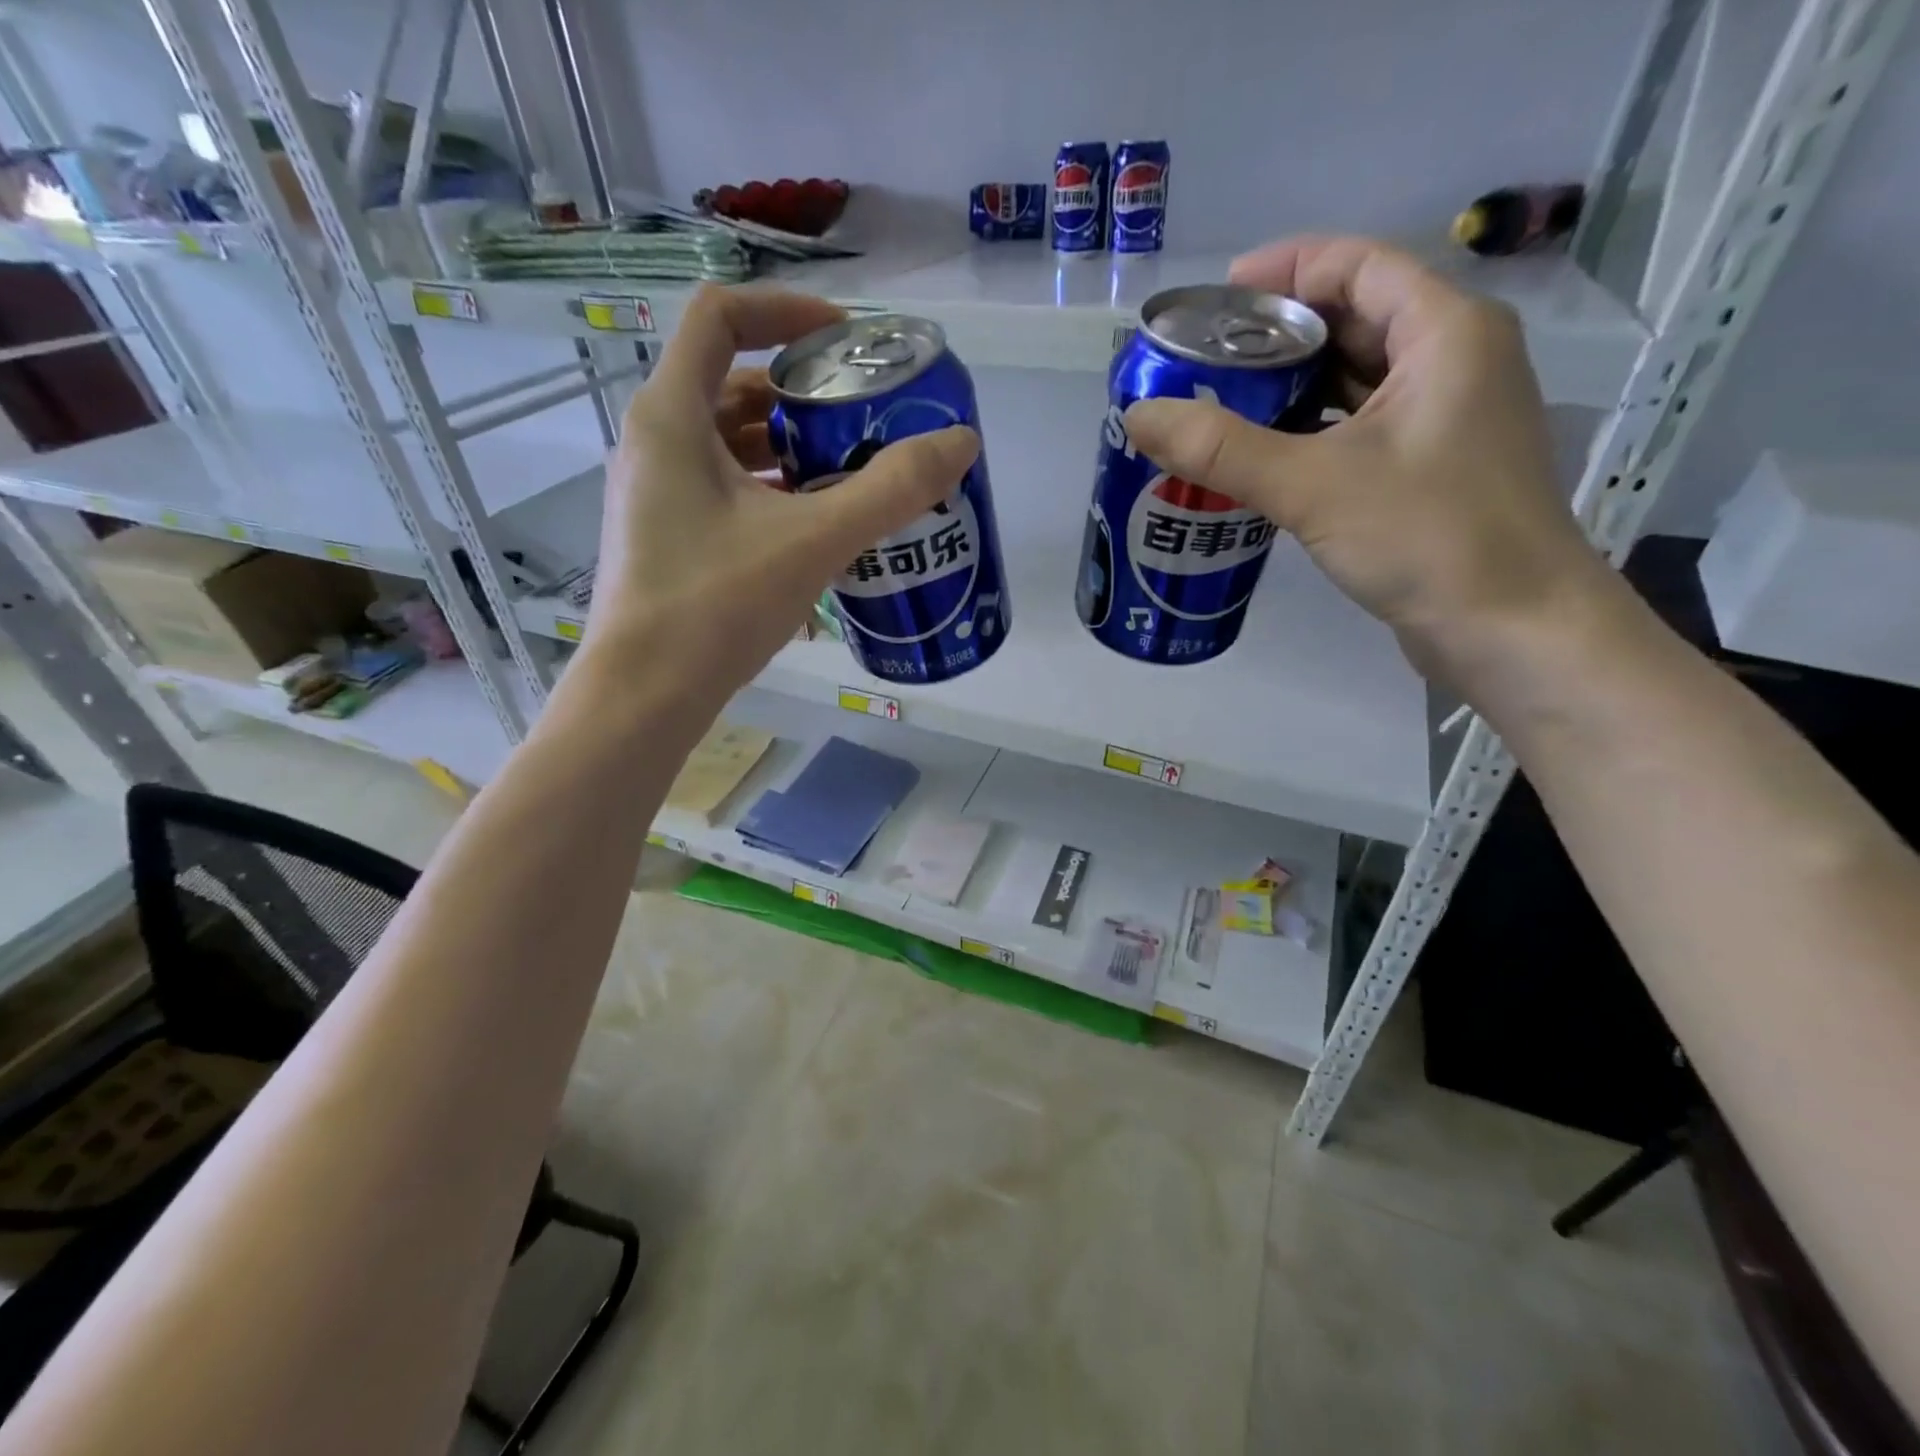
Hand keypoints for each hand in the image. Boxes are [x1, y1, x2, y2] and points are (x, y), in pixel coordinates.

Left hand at [587, 285, 979, 699]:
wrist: (646, 696)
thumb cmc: (716, 605)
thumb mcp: (814, 541)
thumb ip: (890, 490)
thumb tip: (960, 442)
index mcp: (671, 416)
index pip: (720, 317)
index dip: (787, 311)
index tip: (847, 340)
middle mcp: (653, 443)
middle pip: (731, 384)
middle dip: (802, 394)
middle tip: (863, 418)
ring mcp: (656, 493)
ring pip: (729, 444)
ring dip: (790, 449)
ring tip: (850, 474)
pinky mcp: (667, 536)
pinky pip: (725, 490)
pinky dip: (772, 492)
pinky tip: (816, 529)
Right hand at [1121, 236, 1617, 683]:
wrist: (1511, 629)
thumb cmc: (1428, 537)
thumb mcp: (1312, 485)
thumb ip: (1221, 449)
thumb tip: (1138, 415)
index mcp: (1445, 332)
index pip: (1358, 265)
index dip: (1285, 269)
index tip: (1216, 298)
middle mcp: (1454, 360)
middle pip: (1353, 320)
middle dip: (1276, 337)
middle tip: (1203, 363)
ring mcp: (1446, 418)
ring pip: (1355, 381)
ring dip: (1289, 390)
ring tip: (1218, 409)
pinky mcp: (1431, 469)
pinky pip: (1359, 429)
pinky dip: (1310, 433)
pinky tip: (1261, 459)